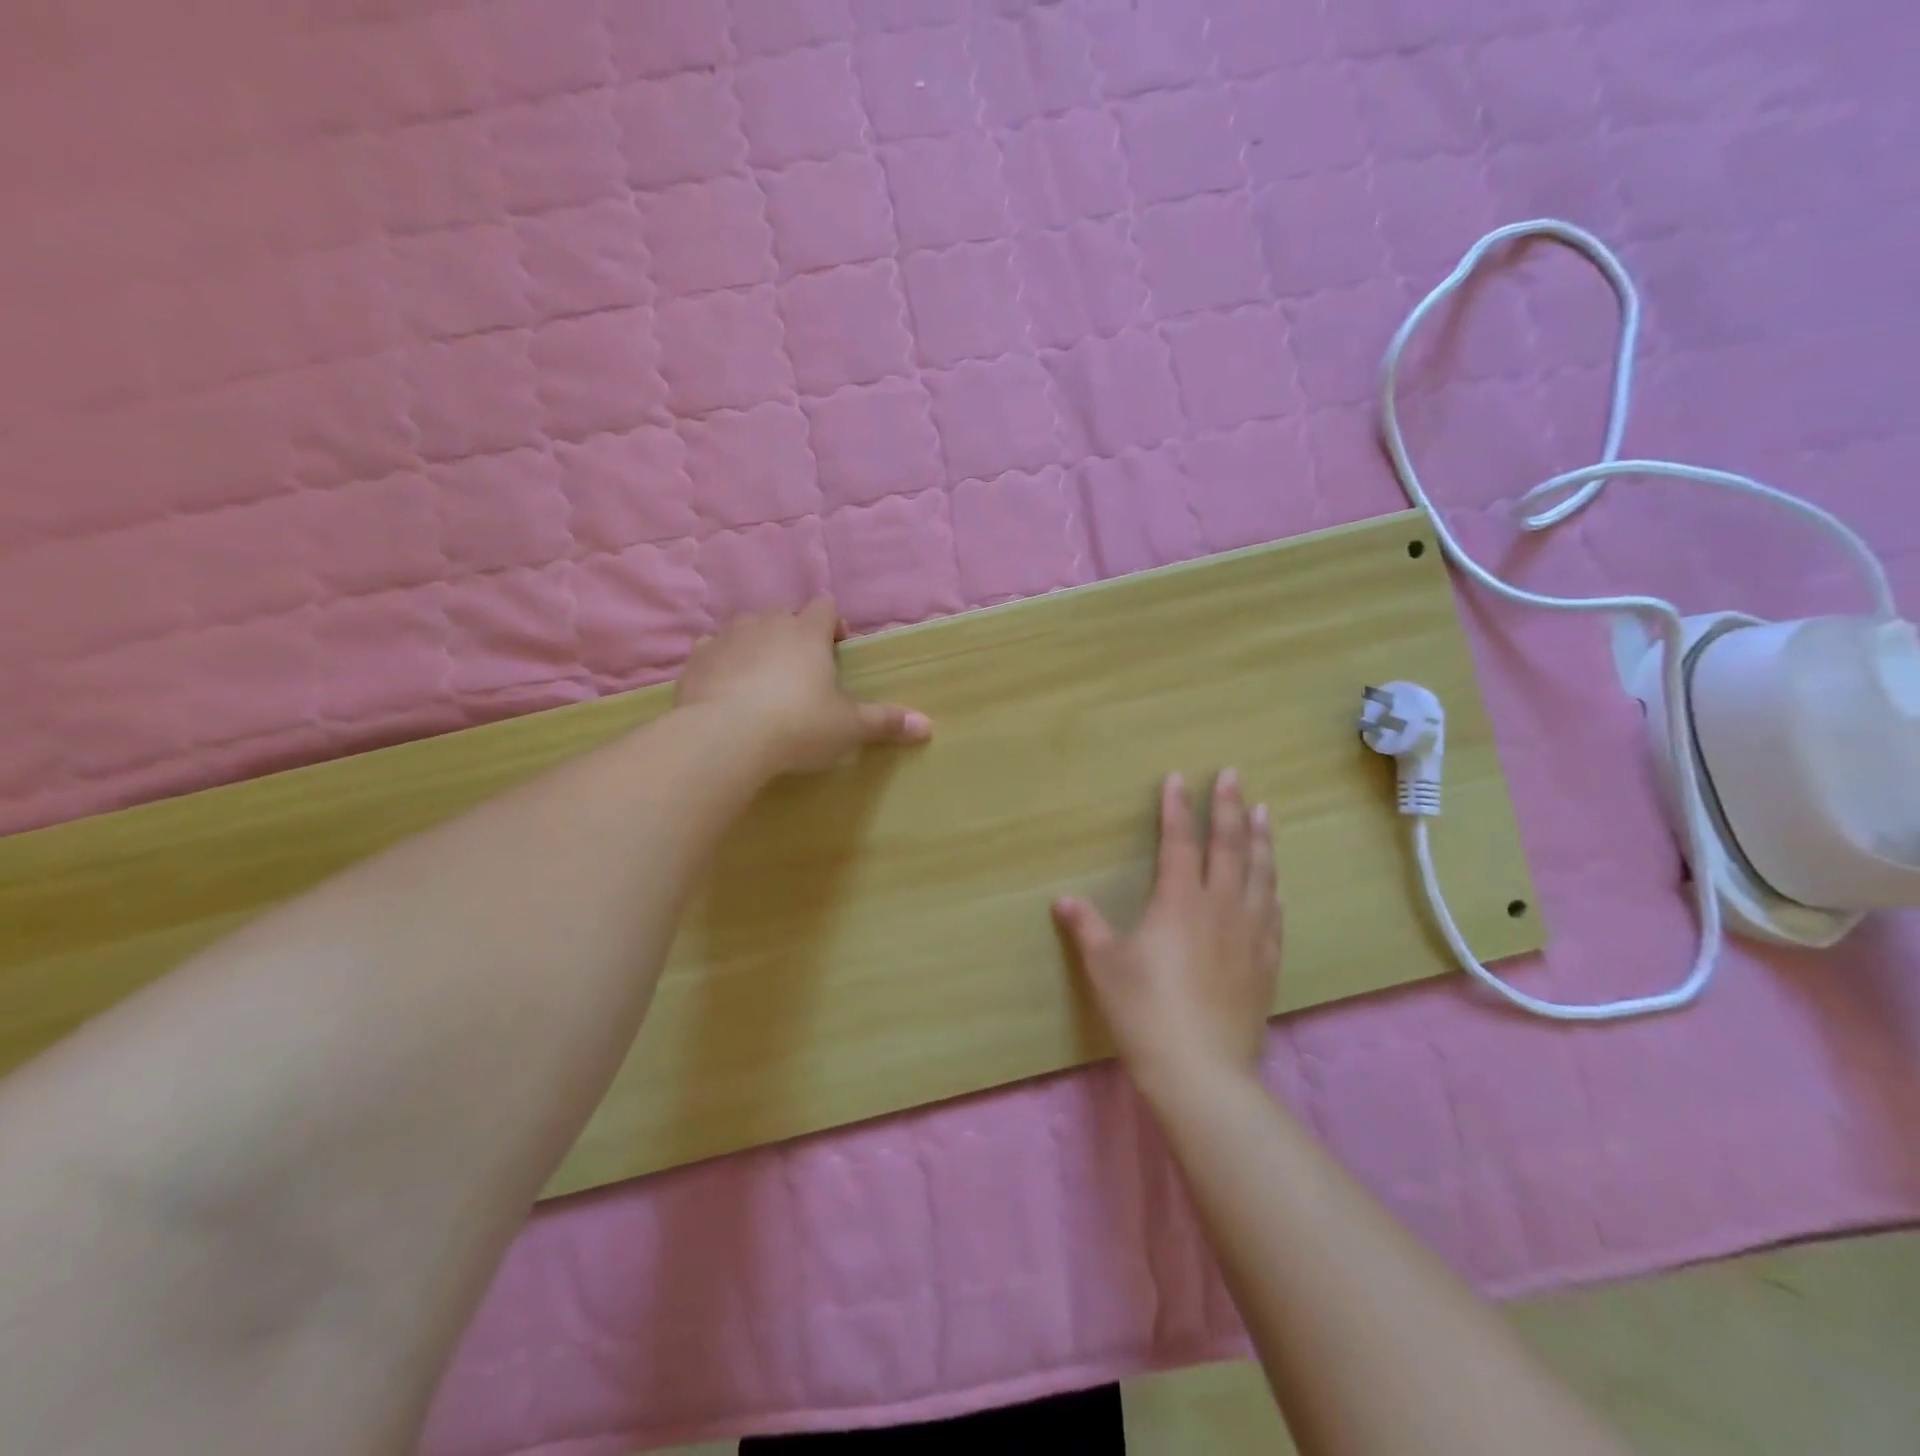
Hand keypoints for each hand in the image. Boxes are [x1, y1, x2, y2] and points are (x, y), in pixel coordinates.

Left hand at [675, 598, 931, 775]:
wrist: (724, 737)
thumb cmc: (798, 725)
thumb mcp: (849, 727)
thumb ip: (886, 722)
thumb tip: (928, 726)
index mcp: (807, 632)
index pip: (825, 608)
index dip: (834, 624)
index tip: (838, 648)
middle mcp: (766, 624)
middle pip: (784, 615)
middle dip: (794, 635)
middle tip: (802, 671)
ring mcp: (726, 638)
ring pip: (746, 629)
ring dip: (756, 646)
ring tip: (762, 680)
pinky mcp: (696, 660)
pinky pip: (711, 651)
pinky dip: (721, 664)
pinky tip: (725, 689)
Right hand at [1054, 770, 1280, 1089]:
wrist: (1201, 1069)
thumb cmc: (1144, 1010)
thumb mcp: (1105, 966)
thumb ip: (1087, 927)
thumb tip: (1064, 899)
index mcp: (1179, 901)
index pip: (1179, 841)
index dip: (1177, 808)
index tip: (1179, 778)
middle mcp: (1220, 907)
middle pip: (1229, 846)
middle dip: (1230, 807)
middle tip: (1235, 775)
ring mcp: (1249, 933)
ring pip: (1260, 873)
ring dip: (1261, 839)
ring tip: (1265, 812)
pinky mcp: (1267, 961)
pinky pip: (1274, 912)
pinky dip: (1272, 887)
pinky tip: (1274, 883)